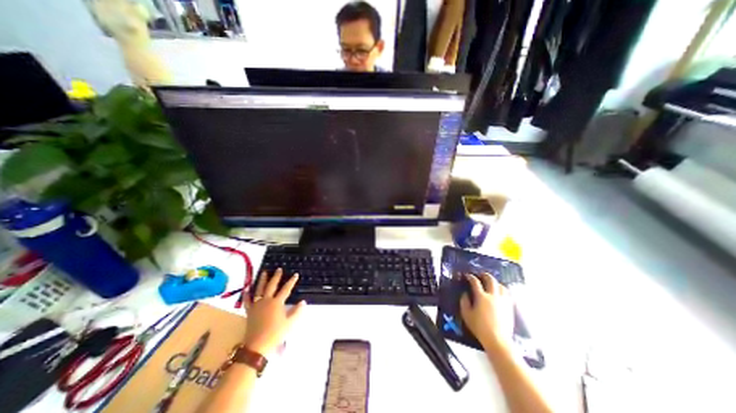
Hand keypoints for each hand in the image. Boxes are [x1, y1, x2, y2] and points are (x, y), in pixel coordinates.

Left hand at [244, 269, 306, 353]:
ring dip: (262, 280)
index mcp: (277, 302)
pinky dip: (247, 294)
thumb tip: (303, 302)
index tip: (295, 274)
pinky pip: (247, 300)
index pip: (286, 289)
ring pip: (259, 289)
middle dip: (276, 276)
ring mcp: (257, 305)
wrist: (257, 346)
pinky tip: (246, 288)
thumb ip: (297, 311)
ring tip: (264, 272)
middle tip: (279, 269)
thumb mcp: (290, 323)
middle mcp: (267, 300)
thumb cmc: (275, 334)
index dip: (291, 281)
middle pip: (272, 285)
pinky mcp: (250, 311)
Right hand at [458, 274, 513, 347]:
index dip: (470, 277)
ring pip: (501, 286)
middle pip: (490, 280)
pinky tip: (500, 293)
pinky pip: (508, 294)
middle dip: (485, 275)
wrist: (498, 340)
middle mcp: (493, 296)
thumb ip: (464, 302)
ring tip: (491, 283)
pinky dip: (503, 290)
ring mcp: (503, 301)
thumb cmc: (479, 327)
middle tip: (481, 275)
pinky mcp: (509, 307)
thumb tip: (465, 294)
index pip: (475, 282)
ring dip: (495, 282)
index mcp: (481, 297)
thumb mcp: (466, 314)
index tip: (468, 276)